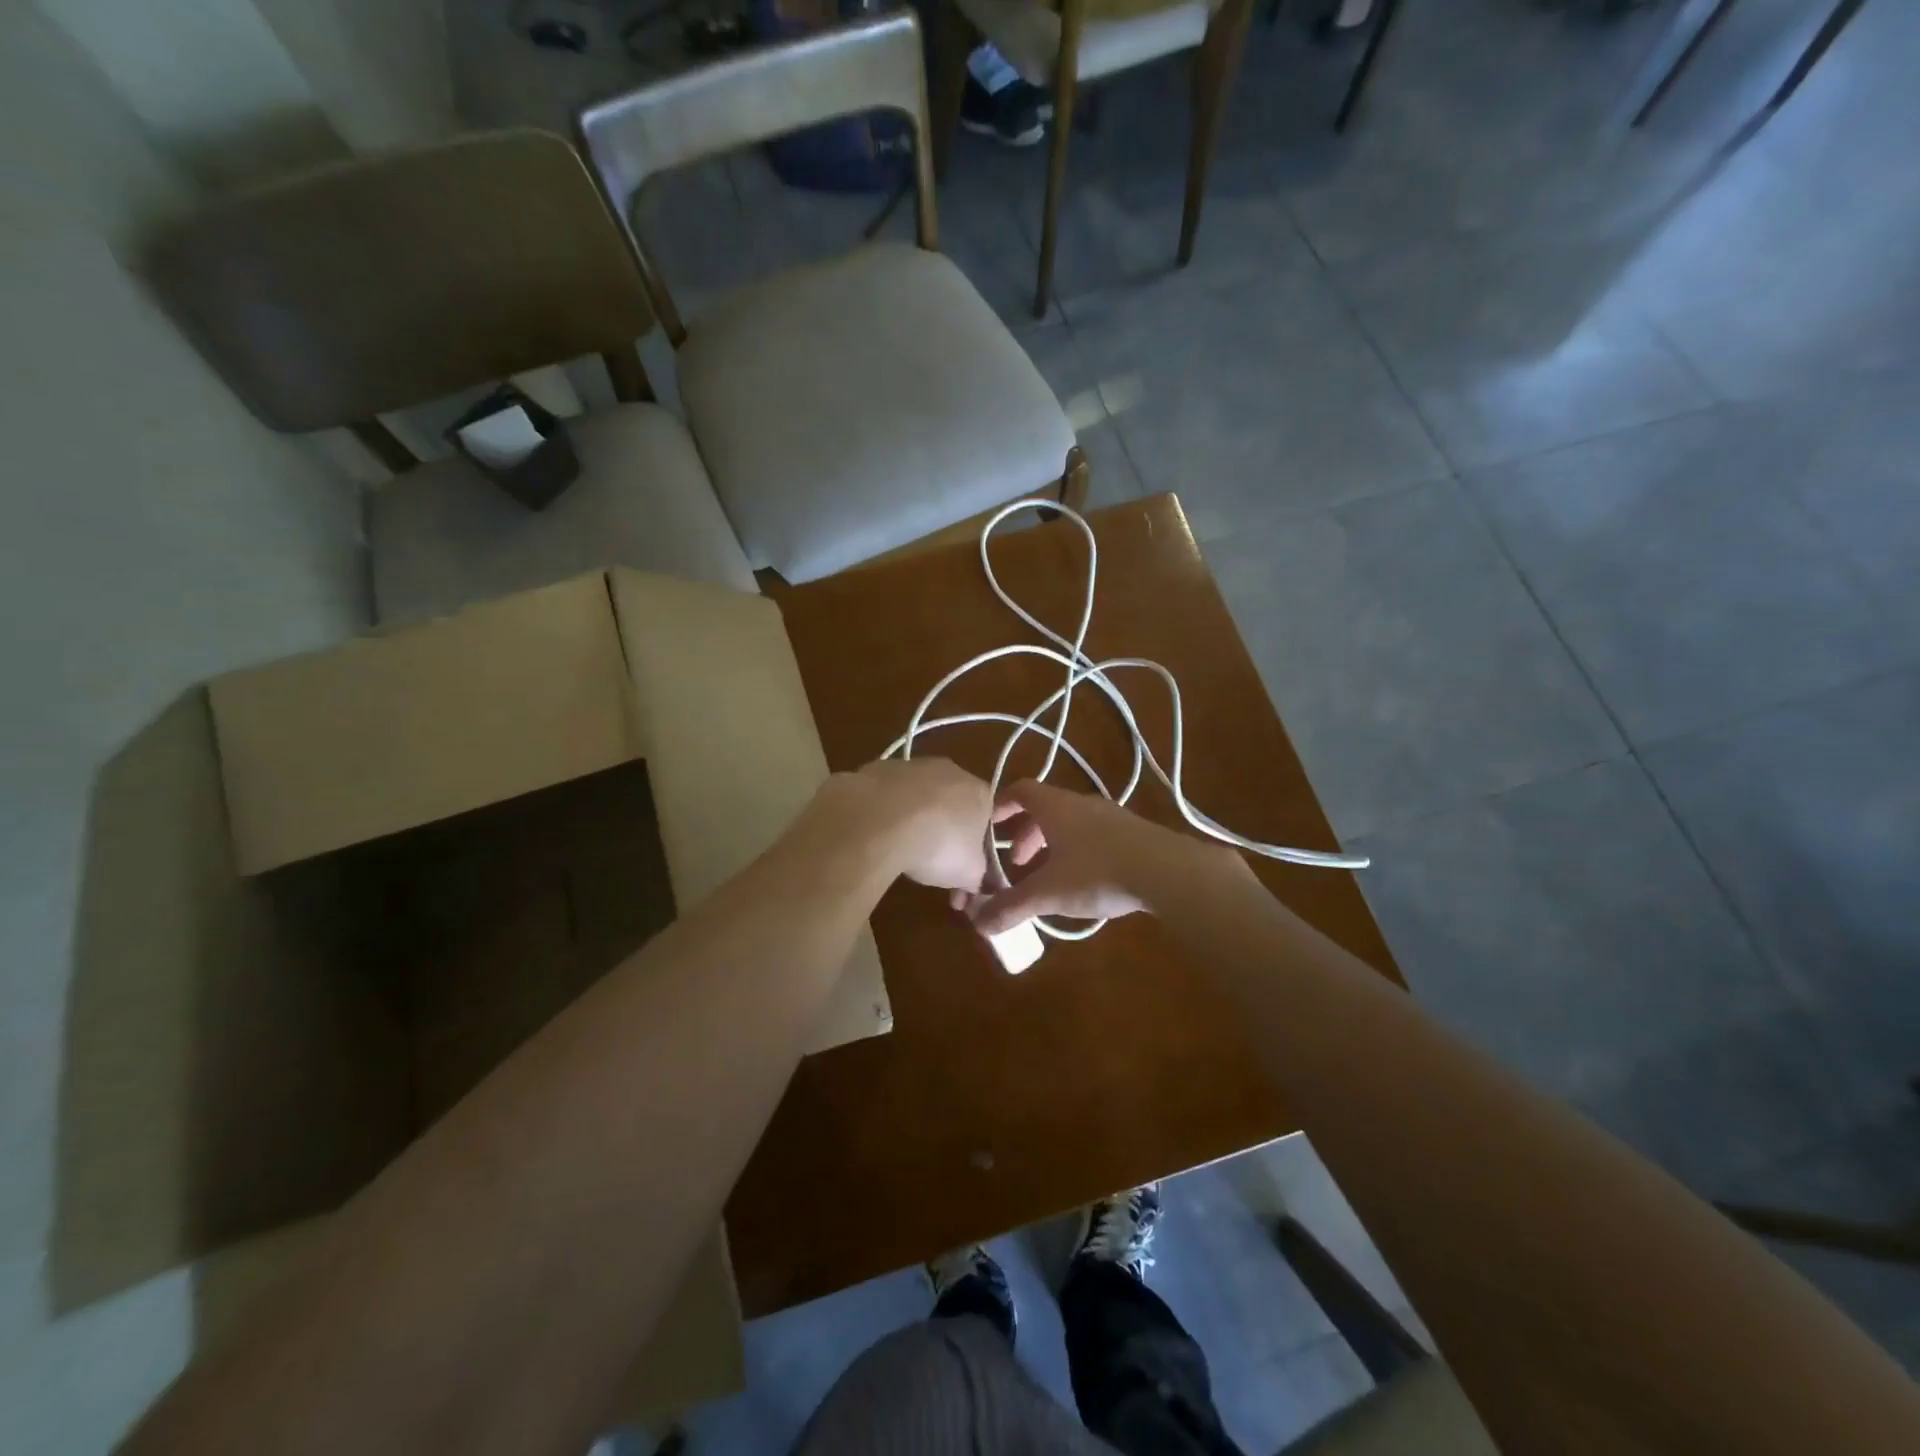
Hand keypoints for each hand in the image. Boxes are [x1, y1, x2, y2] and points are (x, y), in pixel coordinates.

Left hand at [821, 759, 994, 892]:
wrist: (883, 819)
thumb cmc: (939, 845)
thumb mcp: (968, 874)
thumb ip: (977, 877)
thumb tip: (974, 884)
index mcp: (980, 793)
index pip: (986, 817)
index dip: (975, 845)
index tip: (961, 868)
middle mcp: (951, 771)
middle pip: (952, 803)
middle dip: (943, 829)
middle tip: (930, 861)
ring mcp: (913, 765)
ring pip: (918, 795)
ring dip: (913, 818)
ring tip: (899, 849)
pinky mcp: (880, 768)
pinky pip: (888, 794)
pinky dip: (885, 811)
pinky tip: (877, 832)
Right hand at [954, 779, 1226, 933]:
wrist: (1167, 871)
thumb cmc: (1097, 872)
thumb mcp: (1048, 893)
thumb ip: (1011, 906)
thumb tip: (977, 923)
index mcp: (1055, 806)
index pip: (1020, 790)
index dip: (1001, 805)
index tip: (989, 825)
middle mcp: (1081, 803)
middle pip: (1045, 808)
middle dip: (1026, 834)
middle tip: (1017, 863)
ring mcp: (1111, 815)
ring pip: (1071, 823)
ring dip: (1053, 844)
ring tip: (1049, 875)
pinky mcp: (1134, 833)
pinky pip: (1094, 835)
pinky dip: (1078, 851)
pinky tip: (1085, 881)